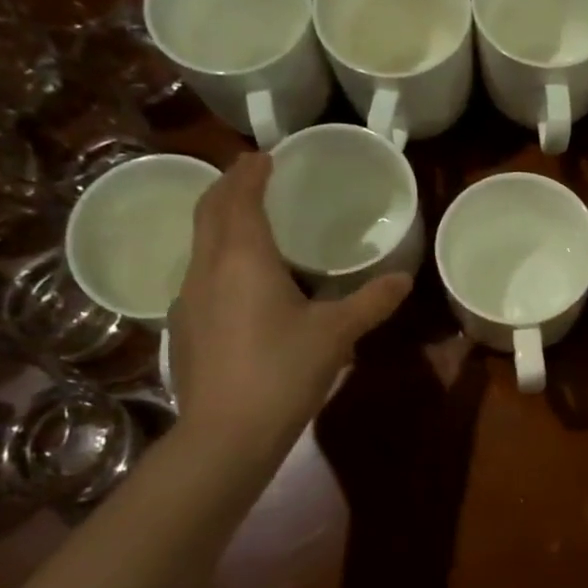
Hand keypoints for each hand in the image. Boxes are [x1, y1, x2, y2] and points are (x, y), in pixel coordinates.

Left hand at [167, 153, 409, 463]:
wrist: (226, 432)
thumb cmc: (284, 370)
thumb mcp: (337, 334)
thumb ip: (371, 302)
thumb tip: (404, 279)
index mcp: (243, 258)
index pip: (240, 197)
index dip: (251, 172)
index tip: (264, 155)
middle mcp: (207, 268)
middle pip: (209, 212)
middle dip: (228, 186)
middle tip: (251, 173)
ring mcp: (187, 299)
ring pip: (199, 244)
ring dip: (219, 222)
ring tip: (247, 222)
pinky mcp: (183, 328)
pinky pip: (199, 276)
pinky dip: (217, 259)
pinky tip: (239, 283)